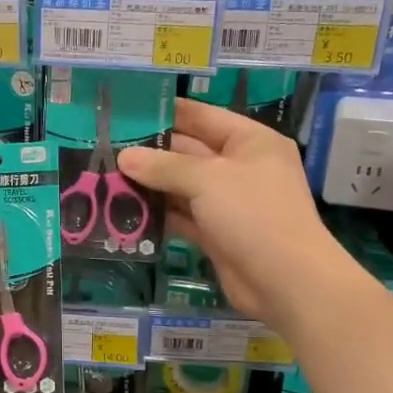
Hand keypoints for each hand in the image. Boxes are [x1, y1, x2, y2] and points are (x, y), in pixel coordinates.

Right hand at [119, 99, 348, 332]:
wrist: (287, 281)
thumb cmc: (254, 215)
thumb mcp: (208, 180)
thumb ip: (164, 167)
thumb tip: (125, 158)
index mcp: (250, 142)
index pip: (203, 116)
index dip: (167, 112)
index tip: (128, 111)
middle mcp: (240, 167)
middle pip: (188, 152)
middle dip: (150, 152)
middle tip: (105, 148)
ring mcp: (228, 203)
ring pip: (182, 187)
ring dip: (149, 185)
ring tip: (106, 178)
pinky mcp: (216, 233)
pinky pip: (182, 216)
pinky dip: (158, 215)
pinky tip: (125, 211)